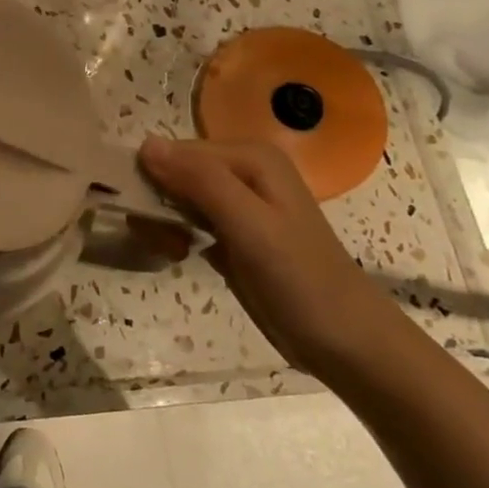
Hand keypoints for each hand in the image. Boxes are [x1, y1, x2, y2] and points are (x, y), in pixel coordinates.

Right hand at [139, 136, 413, 379]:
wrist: (345, 343)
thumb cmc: (300, 279)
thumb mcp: (249, 225)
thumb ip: (200, 180)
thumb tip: (145, 144)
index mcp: (250, 157)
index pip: (174, 150)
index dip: (152, 179)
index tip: (143, 216)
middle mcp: (242, 171)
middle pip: (172, 172)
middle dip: (157, 204)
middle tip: (165, 241)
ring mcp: (236, 203)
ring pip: (174, 197)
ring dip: (162, 223)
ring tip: (173, 251)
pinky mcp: (230, 233)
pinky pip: (184, 220)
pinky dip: (173, 235)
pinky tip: (179, 255)